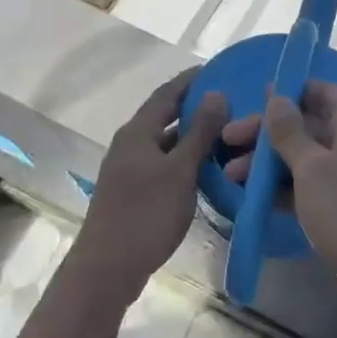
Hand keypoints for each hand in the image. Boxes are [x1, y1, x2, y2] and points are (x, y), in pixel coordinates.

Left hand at [76, 69, 227, 302]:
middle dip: (194, 107)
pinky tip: (205, 169)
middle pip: (164, 117)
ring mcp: (128, 170)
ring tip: (225, 134)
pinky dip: (184, 160)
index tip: (218, 69)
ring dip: (191, 136)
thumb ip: (199, 132)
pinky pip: (162, 164)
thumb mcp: (180, 171)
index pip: (166, 94)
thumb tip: (216, 93)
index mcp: (137, 132)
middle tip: (229, 103)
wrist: (107, 268)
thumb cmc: (146, 214)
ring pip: (164, 143)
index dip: (191, 80)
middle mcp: (129, 145)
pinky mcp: (132, 192)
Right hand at [223, 81, 336, 326]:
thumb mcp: (312, 167)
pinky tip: (256, 200)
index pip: (323, 92)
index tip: (254, 99)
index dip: (290, 91)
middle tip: (227, 144)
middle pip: (309, 127)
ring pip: (307, 161)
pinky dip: (285, 190)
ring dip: (270, 165)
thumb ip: (290, 132)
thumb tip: (277, 96)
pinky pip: (312, 189)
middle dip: (268, 134)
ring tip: (230, 178)